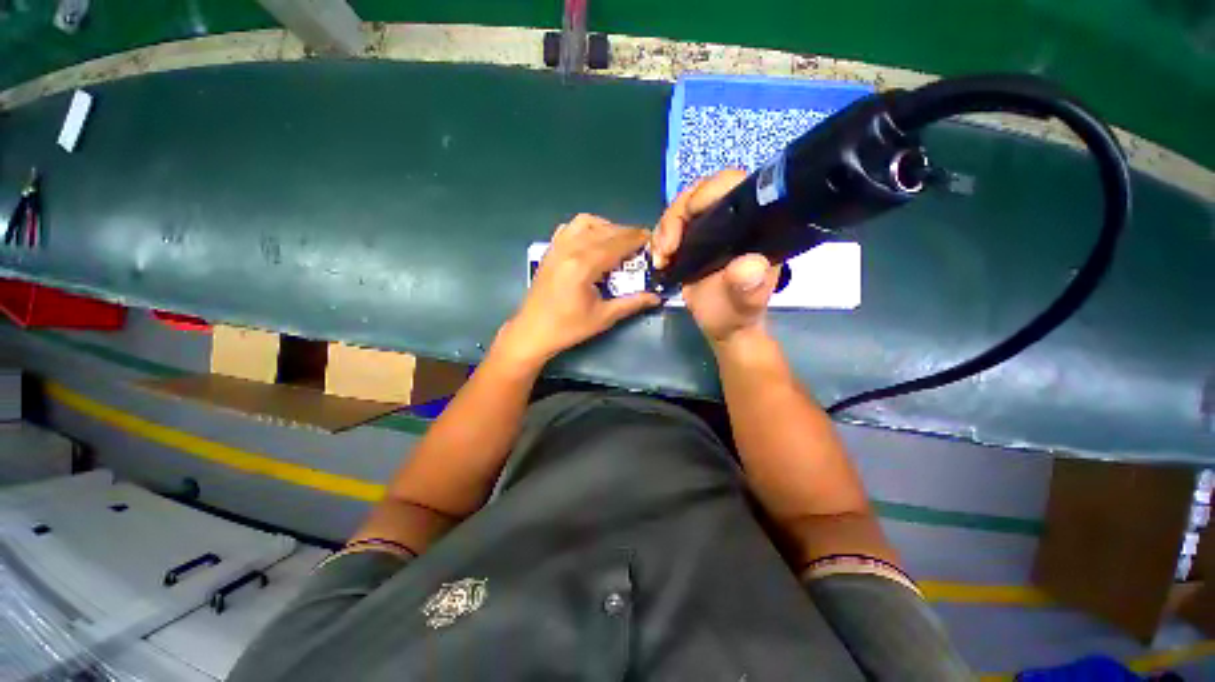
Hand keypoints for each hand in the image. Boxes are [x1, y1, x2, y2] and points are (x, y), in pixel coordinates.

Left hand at [495, 214, 659, 367]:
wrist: (533, 331)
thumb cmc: (568, 328)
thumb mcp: (604, 317)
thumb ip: (631, 303)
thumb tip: (656, 297)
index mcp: (583, 266)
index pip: (616, 244)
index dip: (636, 239)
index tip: (652, 239)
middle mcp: (569, 249)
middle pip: (604, 230)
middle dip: (626, 233)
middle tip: (640, 244)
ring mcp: (557, 247)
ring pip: (586, 222)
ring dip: (606, 227)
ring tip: (618, 242)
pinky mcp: (550, 250)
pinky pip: (570, 228)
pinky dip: (586, 228)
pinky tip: (593, 241)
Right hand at [651, 170, 779, 349]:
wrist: (721, 325)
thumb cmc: (736, 314)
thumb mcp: (744, 304)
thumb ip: (749, 287)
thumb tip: (750, 265)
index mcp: (754, 225)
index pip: (733, 186)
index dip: (708, 192)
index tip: (688, 217)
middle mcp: (733, 219)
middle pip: (699, 194)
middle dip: (676, 216)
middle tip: (666, 248)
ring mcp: (711, 228)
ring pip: (681, 209)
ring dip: (664, 230)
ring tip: (661, 258)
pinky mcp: (693, 239)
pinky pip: (671, 226)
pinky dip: (659, 239)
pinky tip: (660, 259)